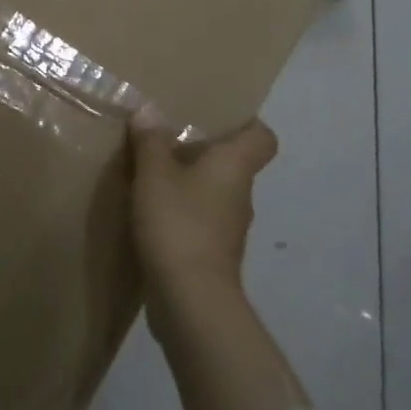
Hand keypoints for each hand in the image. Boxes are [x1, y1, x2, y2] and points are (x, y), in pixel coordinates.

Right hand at [129, 108, 279, 302]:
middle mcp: (240, 194)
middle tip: (166, 135)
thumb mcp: (153, 174)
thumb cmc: (178, 224)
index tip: (216, 115)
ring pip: (212, 192)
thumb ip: (150, 141)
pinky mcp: (211, 254)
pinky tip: (148, 210)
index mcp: (235, 166)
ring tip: (150, 171)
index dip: (246, 123)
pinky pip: (198, 219)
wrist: (190, 300)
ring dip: (187, 182)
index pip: (262, 137)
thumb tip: (148, 109)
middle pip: (232, 163)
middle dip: (202, 150)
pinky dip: (179, 212)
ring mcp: (228, 228)